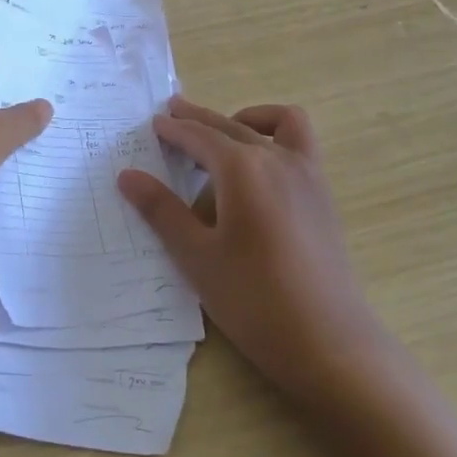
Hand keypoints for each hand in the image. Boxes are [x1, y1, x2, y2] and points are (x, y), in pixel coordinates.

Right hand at [117, 99, 391, 404]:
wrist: (329, 343)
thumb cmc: (253, 300)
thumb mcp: (197, 257)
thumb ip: (162, 211)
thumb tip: (127, 175)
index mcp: (242, 169)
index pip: (199, 137)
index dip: (174, 130)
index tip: (154, 124)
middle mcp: (277, 159)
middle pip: (231, 125)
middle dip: (199, 119)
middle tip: (173, 114)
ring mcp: (307, 174)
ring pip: (273, 125)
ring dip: (243, 119)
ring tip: (220, 133)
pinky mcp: (322, 195)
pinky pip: (299, 143)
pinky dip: (276, 136)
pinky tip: (259, 167)